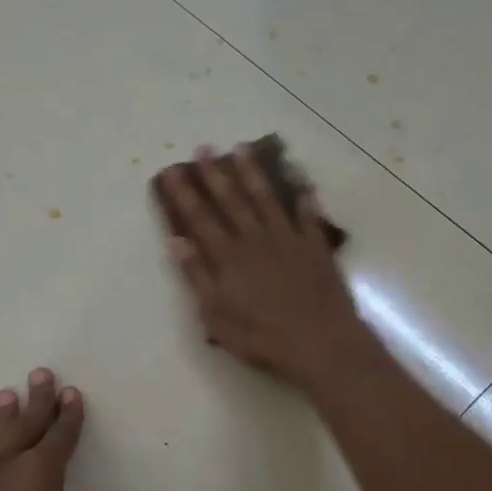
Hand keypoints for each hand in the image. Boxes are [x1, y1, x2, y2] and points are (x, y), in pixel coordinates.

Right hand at [156, 144, 367, 387]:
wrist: (319, 342)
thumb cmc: (262, 337)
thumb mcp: (216, 316)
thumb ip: (197, 277)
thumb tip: (177, 241)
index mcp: (228, 257)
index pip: (200, 219)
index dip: (185, 194)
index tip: (172, 171)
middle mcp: (255, 240)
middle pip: (232, 201)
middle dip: (215, 174)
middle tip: (205, 148)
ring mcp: (288, 240)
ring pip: (267, 198)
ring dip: (254, 173)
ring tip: (242, 149)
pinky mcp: (315, 247)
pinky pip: (308, 213)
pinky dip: (303, 193)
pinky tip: (299, 176)